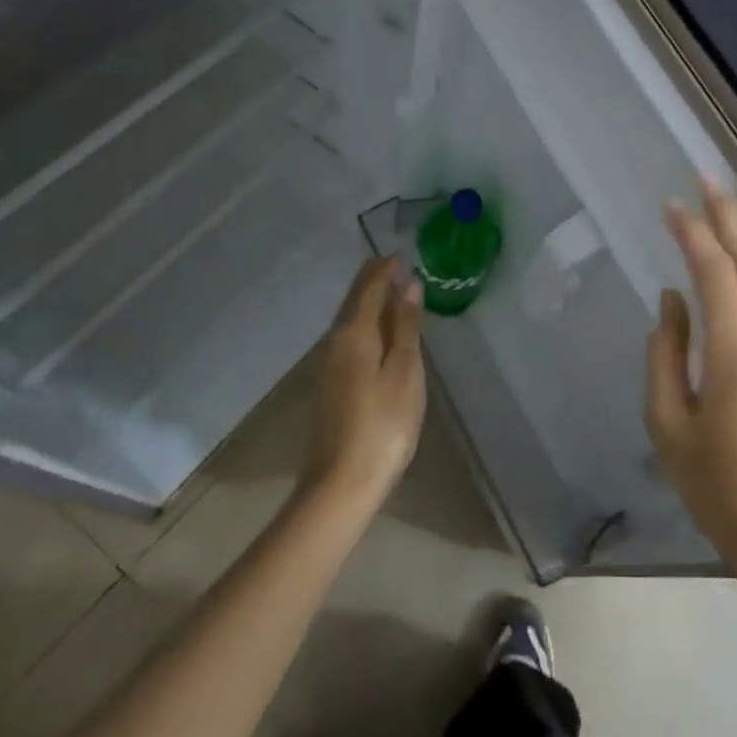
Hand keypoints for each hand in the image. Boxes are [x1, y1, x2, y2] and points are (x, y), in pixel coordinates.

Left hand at [304, 258, 425, 507]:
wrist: (341, 483)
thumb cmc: (383, 424)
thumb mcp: (404, 372)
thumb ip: (405, 327)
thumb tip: (408, 286)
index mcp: (353, 334)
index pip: (367, 288)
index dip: (384, 268)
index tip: (402, 253)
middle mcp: (334, 343)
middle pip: (353, 301)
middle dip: (374, 281)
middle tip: (396, 266)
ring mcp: (328, 366)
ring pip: (349, 321)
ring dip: (369, 302)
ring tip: (393, 293)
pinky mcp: (330, 386)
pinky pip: (349, 339)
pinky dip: (366, 325)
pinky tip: (379, 333)